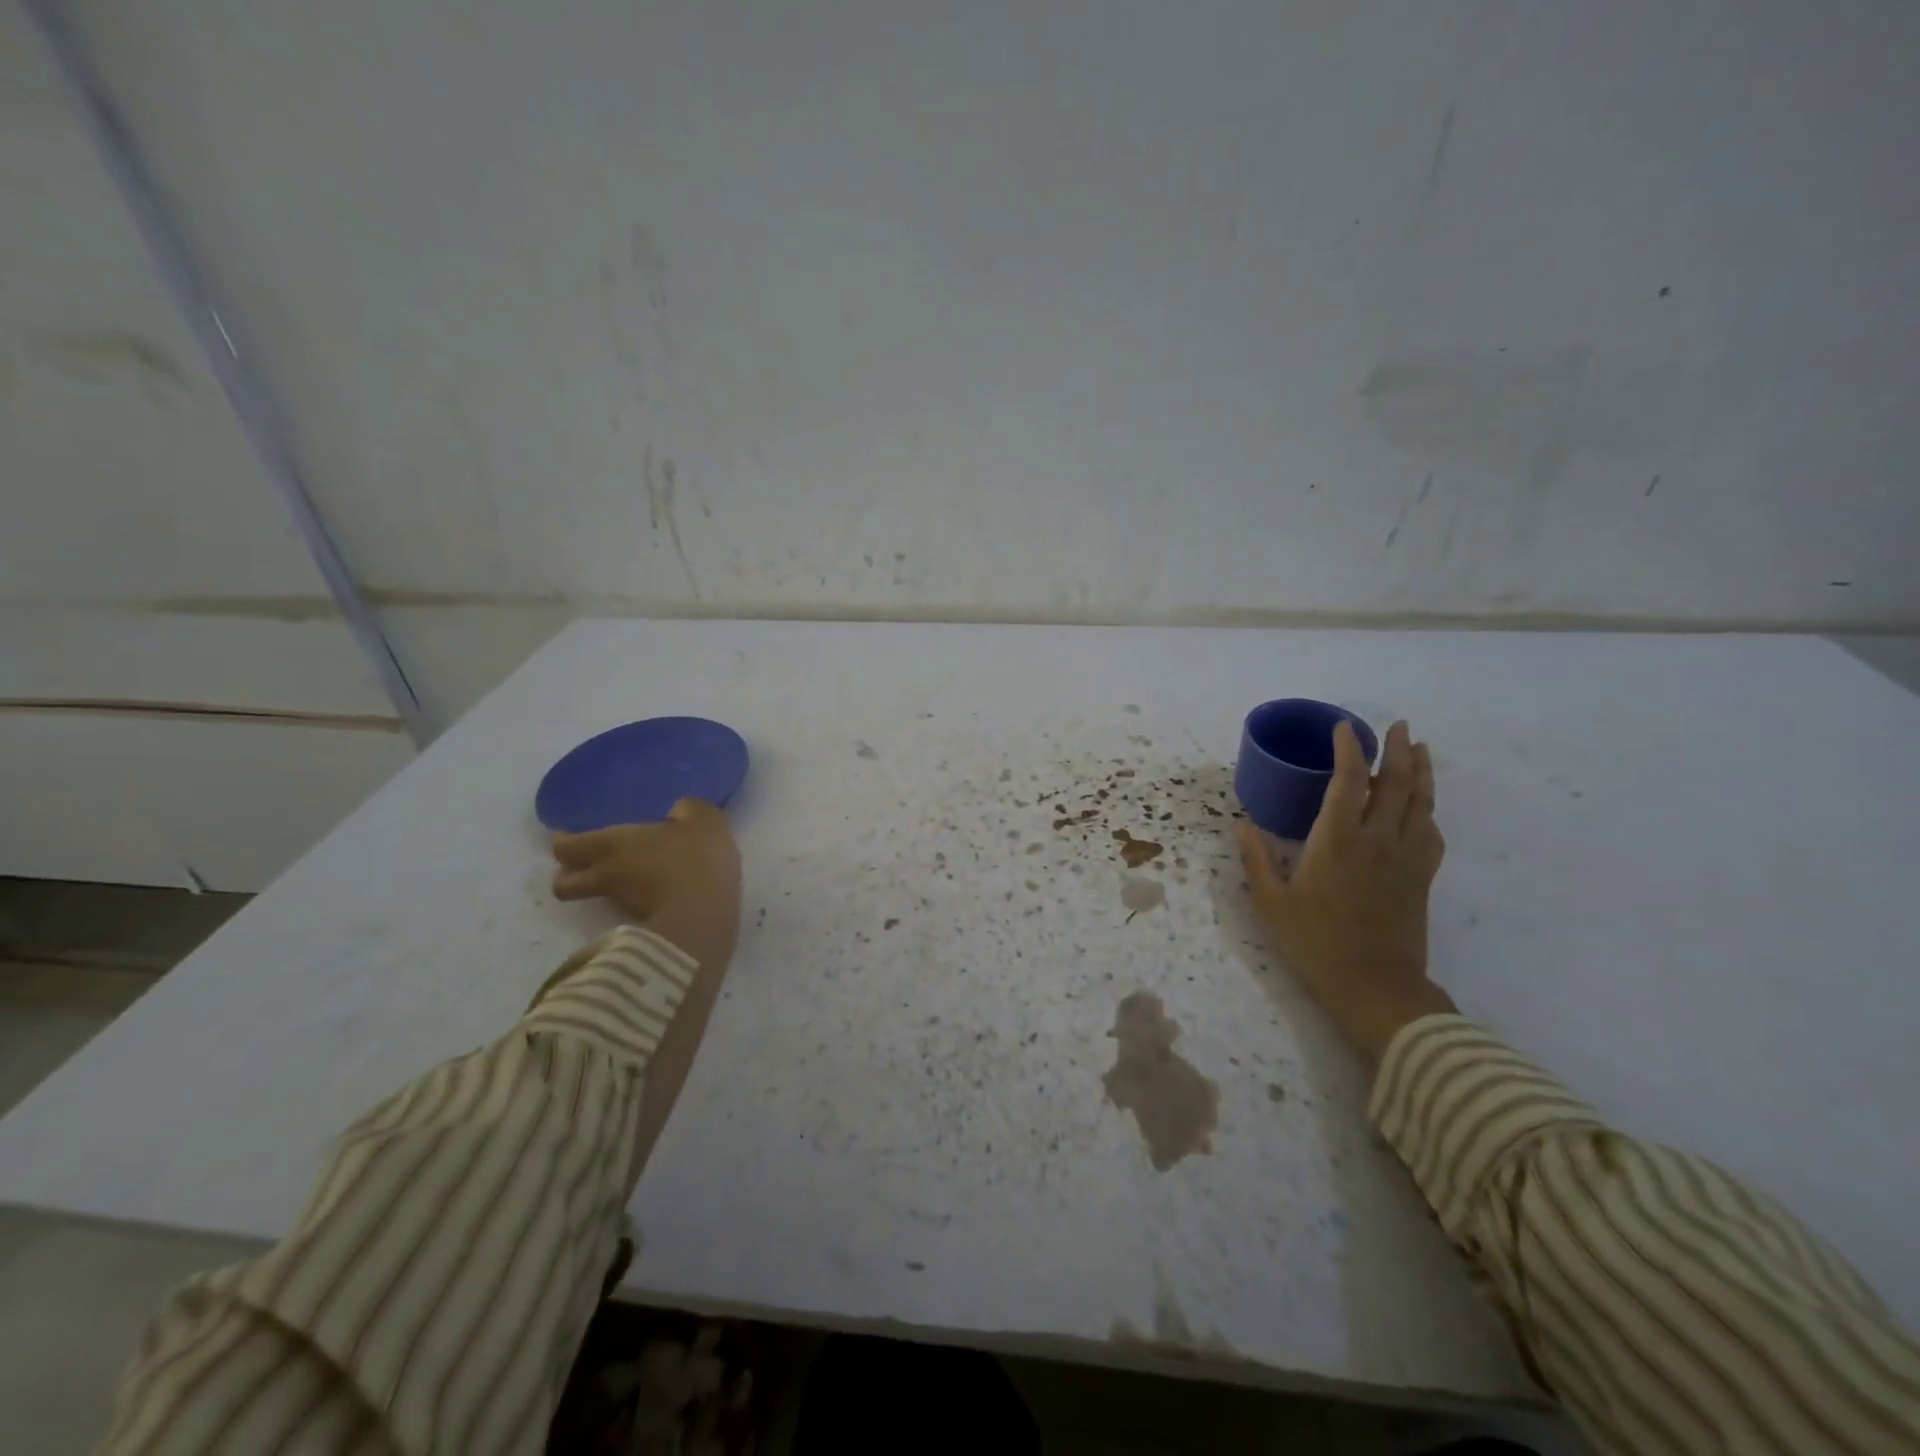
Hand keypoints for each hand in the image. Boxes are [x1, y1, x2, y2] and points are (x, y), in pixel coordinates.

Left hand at [551, 799, 741, 971]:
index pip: (564, 847)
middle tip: (585, 864)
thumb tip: (680, 811)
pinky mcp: (644, 924)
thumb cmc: (694, 856)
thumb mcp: (701, 818)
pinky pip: (626, 909)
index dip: (563, 842)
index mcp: (611, 844)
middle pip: (563, 884)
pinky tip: (656, 891)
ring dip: (602, 888)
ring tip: (626, 877)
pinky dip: (633, 901)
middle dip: (568, 874)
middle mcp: (607, 875)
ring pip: (596, 897)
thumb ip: (687, 809)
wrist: (705, 913)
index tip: (570, 836)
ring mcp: (623, 904)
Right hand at [1235, 720, 1455, 1065]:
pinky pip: (1431, 833)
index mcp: (1337, 840)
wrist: (1375, 986)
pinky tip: (1423, 808)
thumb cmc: (1315, 942)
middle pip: (1396, 783)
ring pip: (1421, 803)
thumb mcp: (1271, 903)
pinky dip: (1428, 812)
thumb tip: (1242, 824)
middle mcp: (1377, 839)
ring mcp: (1406, 858)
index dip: (1348, 749)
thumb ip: (1256, 859)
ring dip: (1422, 772)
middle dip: (1398, 750)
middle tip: (1398, 727)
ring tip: (1421, 750)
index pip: (1349, 780)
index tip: (1344, 728)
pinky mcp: (1422, 878)